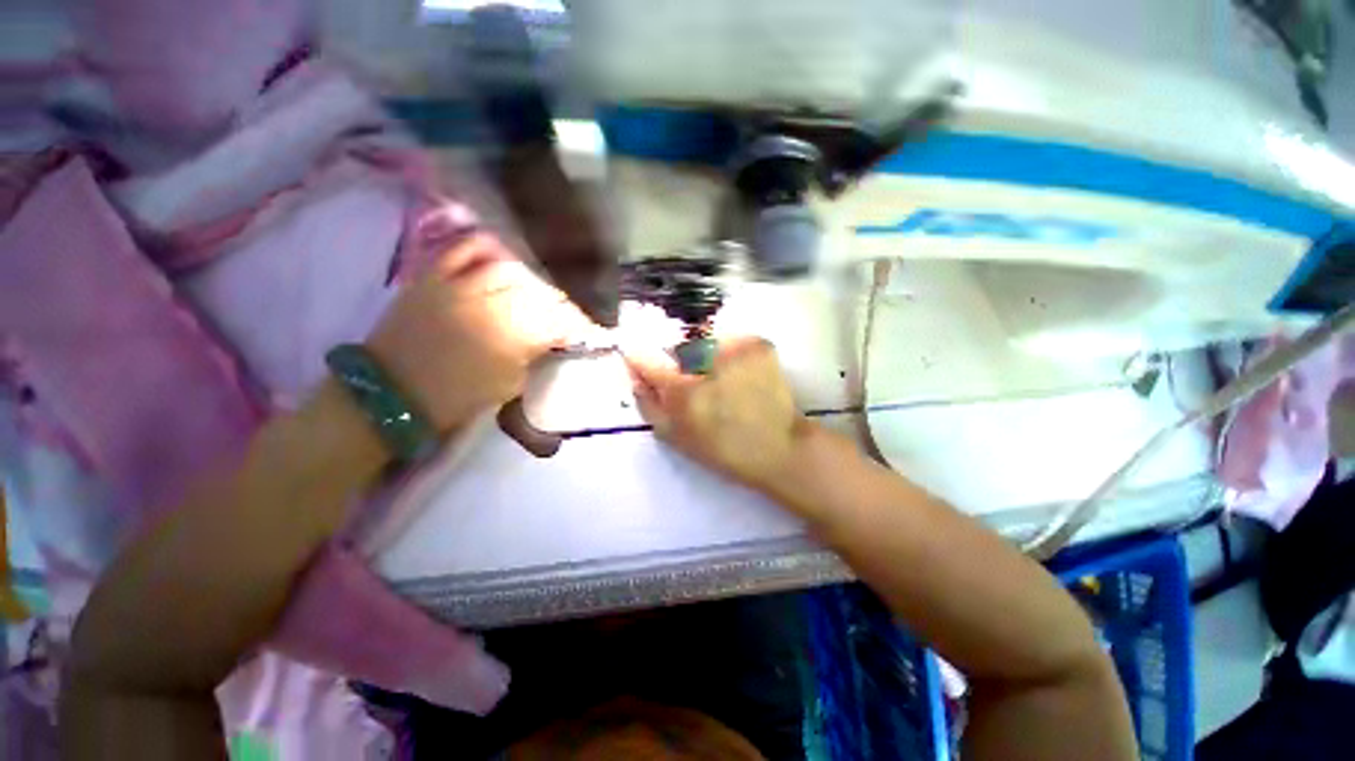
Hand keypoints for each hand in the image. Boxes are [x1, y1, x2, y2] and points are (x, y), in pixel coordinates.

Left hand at [368, 234, 594, 433]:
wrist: (393, 392)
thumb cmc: (457, 397)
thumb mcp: (510, 385)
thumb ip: (535, 356)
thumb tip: (552, 340)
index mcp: (511, 336)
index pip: (558, 320)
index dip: (579, 324)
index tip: (588, 330)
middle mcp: (489, 303)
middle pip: (537, 290)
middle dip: (559, 300)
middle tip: (566, 311)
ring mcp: (458, 285)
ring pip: (508, 267)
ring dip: (531, 276)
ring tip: (538, 286)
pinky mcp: (432, 276)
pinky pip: (462, 249)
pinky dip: (485, 246)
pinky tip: (502, 252)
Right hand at [626, 337, 808, 493]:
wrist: (780, 447)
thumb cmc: (723, 449)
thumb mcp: (675, 436)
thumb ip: (647, 403)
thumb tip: (632, 373)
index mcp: (684, 391)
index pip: (647, 359)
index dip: (640, 357)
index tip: (638, 358)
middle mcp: (707, 363)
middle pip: (677, 350)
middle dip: (681, 364)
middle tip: (698, 387)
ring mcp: (737, 348)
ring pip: (705, 344)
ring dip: (706, 358)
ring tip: (723, 383)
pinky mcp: (758, 344)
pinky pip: (730, 342)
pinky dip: (729, 355)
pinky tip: (740, 377)